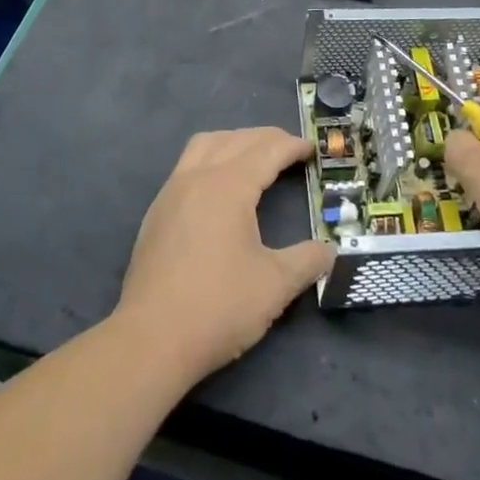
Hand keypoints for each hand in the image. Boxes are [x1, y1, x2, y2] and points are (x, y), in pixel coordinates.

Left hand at [117, 127, 333, 383]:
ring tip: (254, 157)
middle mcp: (198, 177)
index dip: (292, 146)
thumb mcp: (275, 286)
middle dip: (266, 139)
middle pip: (236, 140)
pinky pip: (187, 165)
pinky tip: (218, 188)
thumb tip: (330, 251)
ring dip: (234, 141)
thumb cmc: (218, 306)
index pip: (267, 150)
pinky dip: (211, 159)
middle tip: (290, 151)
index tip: (312, 149)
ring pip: (205, 145)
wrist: (150, 340)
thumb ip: (307, 261)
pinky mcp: (156, 213)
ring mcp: (171, 192)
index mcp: (229, 185)